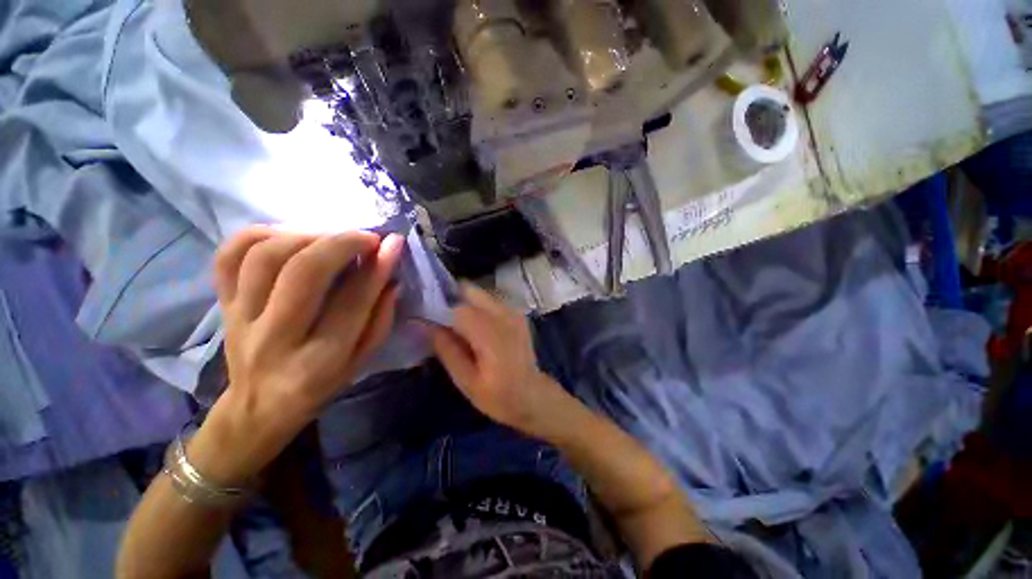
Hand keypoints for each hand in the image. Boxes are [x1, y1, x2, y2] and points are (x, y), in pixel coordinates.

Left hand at [189, 227, 403, 485]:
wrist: (258, 408)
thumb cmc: (320, 386)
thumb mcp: (362, 361)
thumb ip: (380, 319)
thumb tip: (390, 276)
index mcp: (319, 361)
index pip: (352, 302)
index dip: (376, 267)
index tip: (392, 243)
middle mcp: (275, 338)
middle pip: (303, 273)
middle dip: (341, 243)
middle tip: (366, 237)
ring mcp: (240, 319)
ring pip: (264, 257)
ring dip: (305, 235)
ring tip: (331, 237)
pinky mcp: (221, 305)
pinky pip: (228, 257)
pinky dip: (260, 235)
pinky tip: (290, 235)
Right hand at [429, 283, 575, 441]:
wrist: (533, 396)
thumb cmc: (498, 395)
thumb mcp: (465, 380)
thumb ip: (446, 348)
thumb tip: (422, 324)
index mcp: (490, 333)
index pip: (458, 308)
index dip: (441, 311)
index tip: (430, 322)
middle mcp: (504, 315)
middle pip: (471, 291)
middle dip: (453, 300)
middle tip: (444, 323)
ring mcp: (514, 312)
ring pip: (481, 294)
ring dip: (467, 304)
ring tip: (462, 328)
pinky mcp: (518, 314)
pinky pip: (492, 301)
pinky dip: (480, 308)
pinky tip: (479, 329)